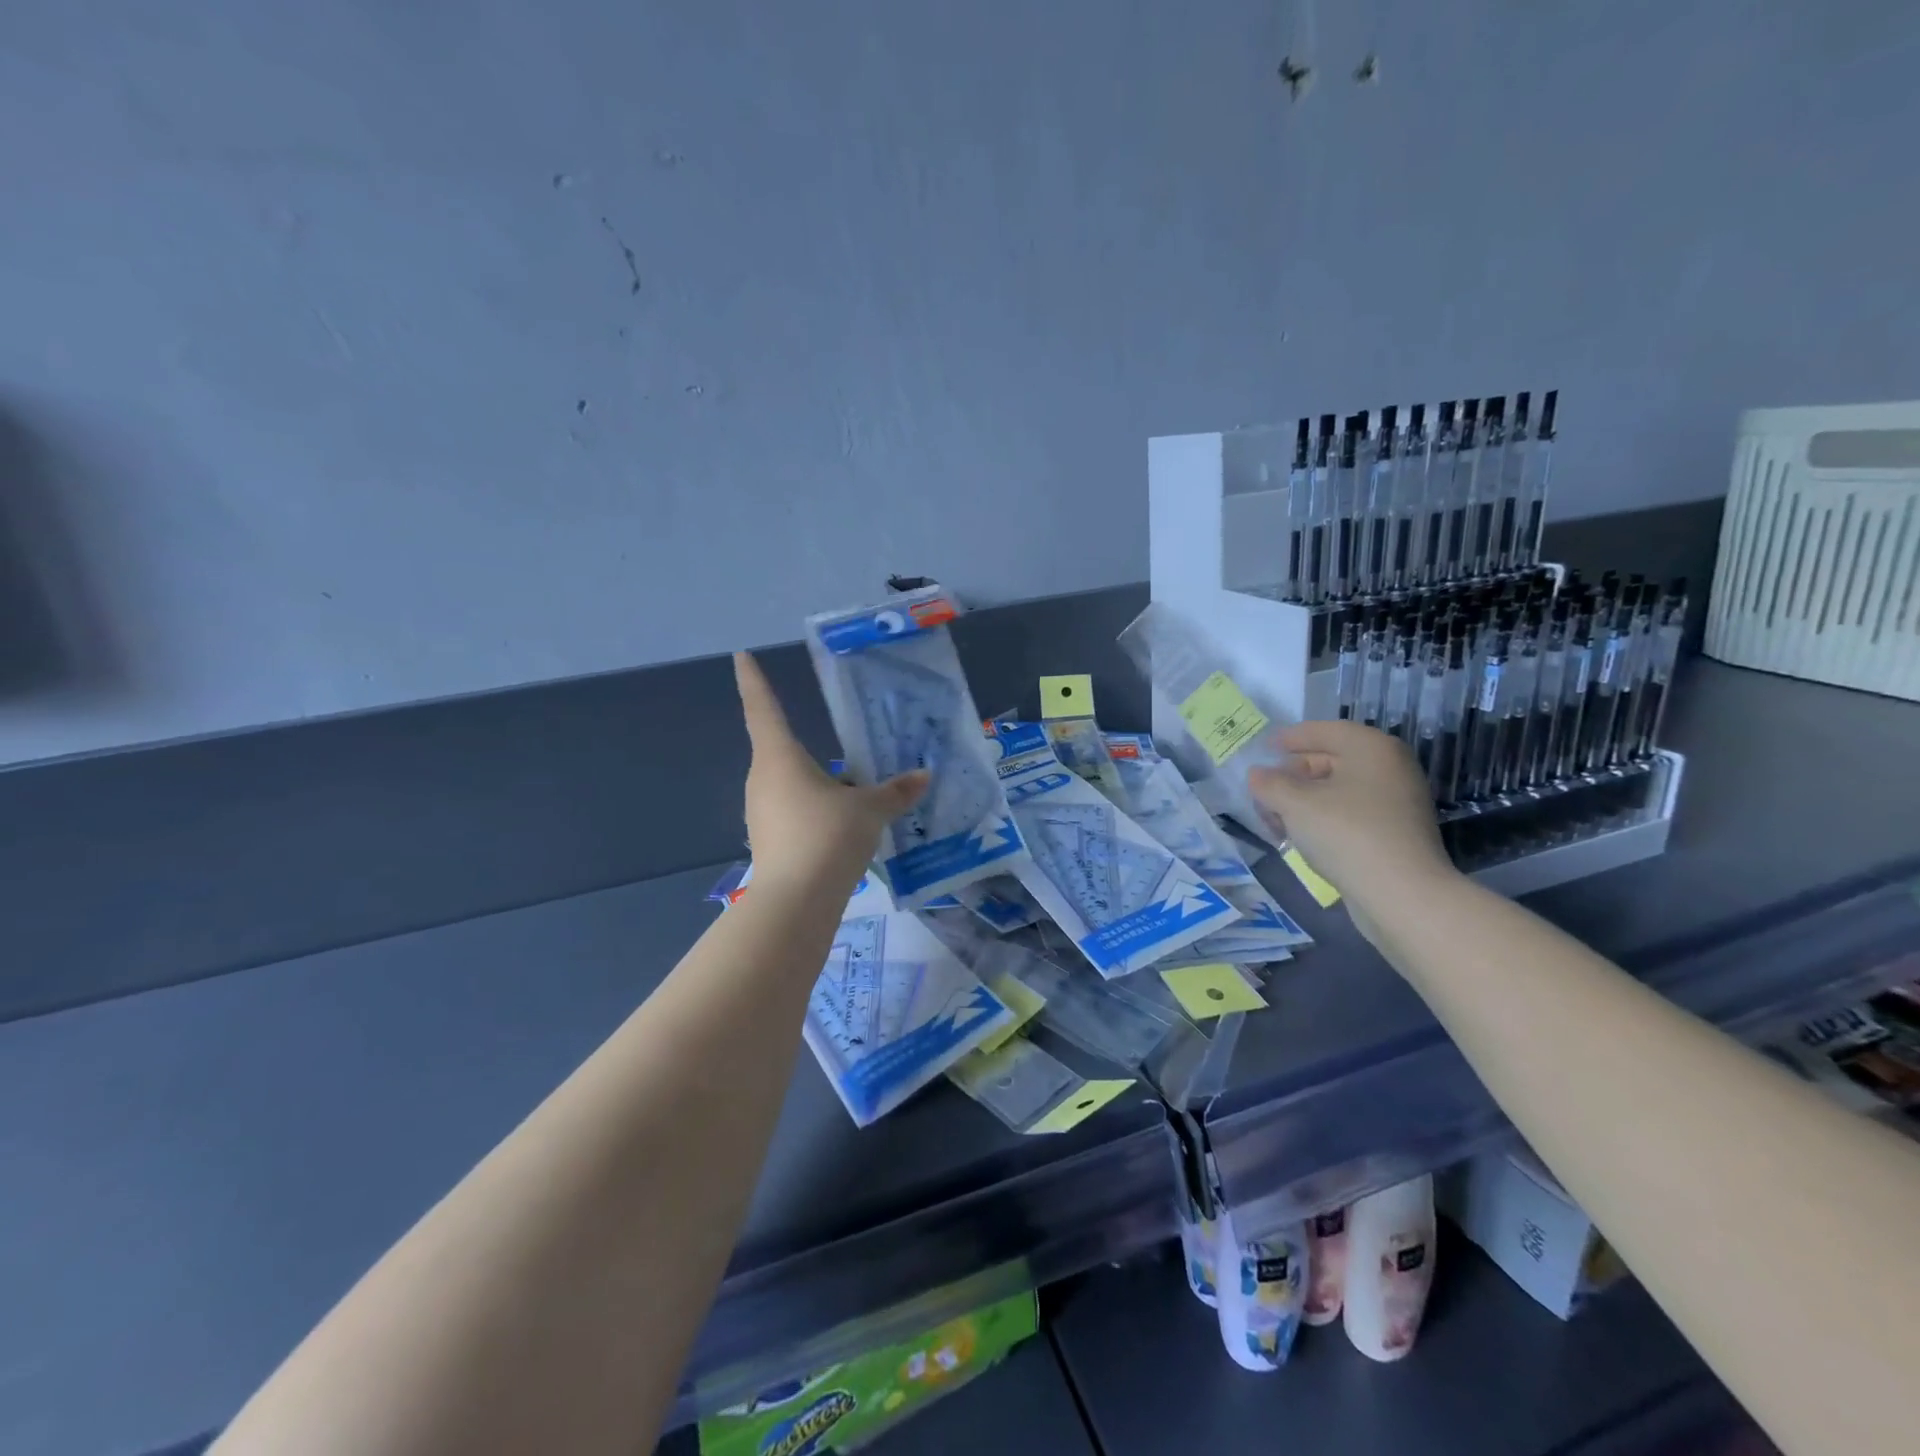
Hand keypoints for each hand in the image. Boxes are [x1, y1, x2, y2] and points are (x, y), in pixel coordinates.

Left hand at [734, 652, 928, 892]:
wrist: (798, 900)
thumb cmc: (828, 835)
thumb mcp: (870, 810)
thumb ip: (895, 792)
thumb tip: (923, 777)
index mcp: (779, 758)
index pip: (763, 708)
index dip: (753, 681)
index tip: (740, 657)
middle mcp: (763, 779)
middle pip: (780, 751)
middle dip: (805, 747)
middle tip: (836, 747)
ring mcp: (761, 812)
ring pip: (789, 785)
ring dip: (814, 784)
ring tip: (851, 792)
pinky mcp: (768, 840)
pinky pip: (792, 812)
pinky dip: (813, 811)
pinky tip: (840, 826)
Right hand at [1247, 721, 1454, 918]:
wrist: (1401, 894)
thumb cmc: (1346, 834)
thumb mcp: (1295, 804)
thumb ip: (1270, 784)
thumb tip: (1257, 775)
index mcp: (1371, 748)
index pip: (1323, 731)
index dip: (1290, 738)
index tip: (1263, 748)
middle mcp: (1389, 767)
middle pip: (1330, 759)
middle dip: (1292, 774)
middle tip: (1262, 790)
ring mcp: (1396, 801)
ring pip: (1338, 790)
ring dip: (1303, 800)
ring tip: (1275, 819)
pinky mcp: (1395, 832)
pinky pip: (1350, 813)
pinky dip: (1323, 818)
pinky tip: (1299, 836)